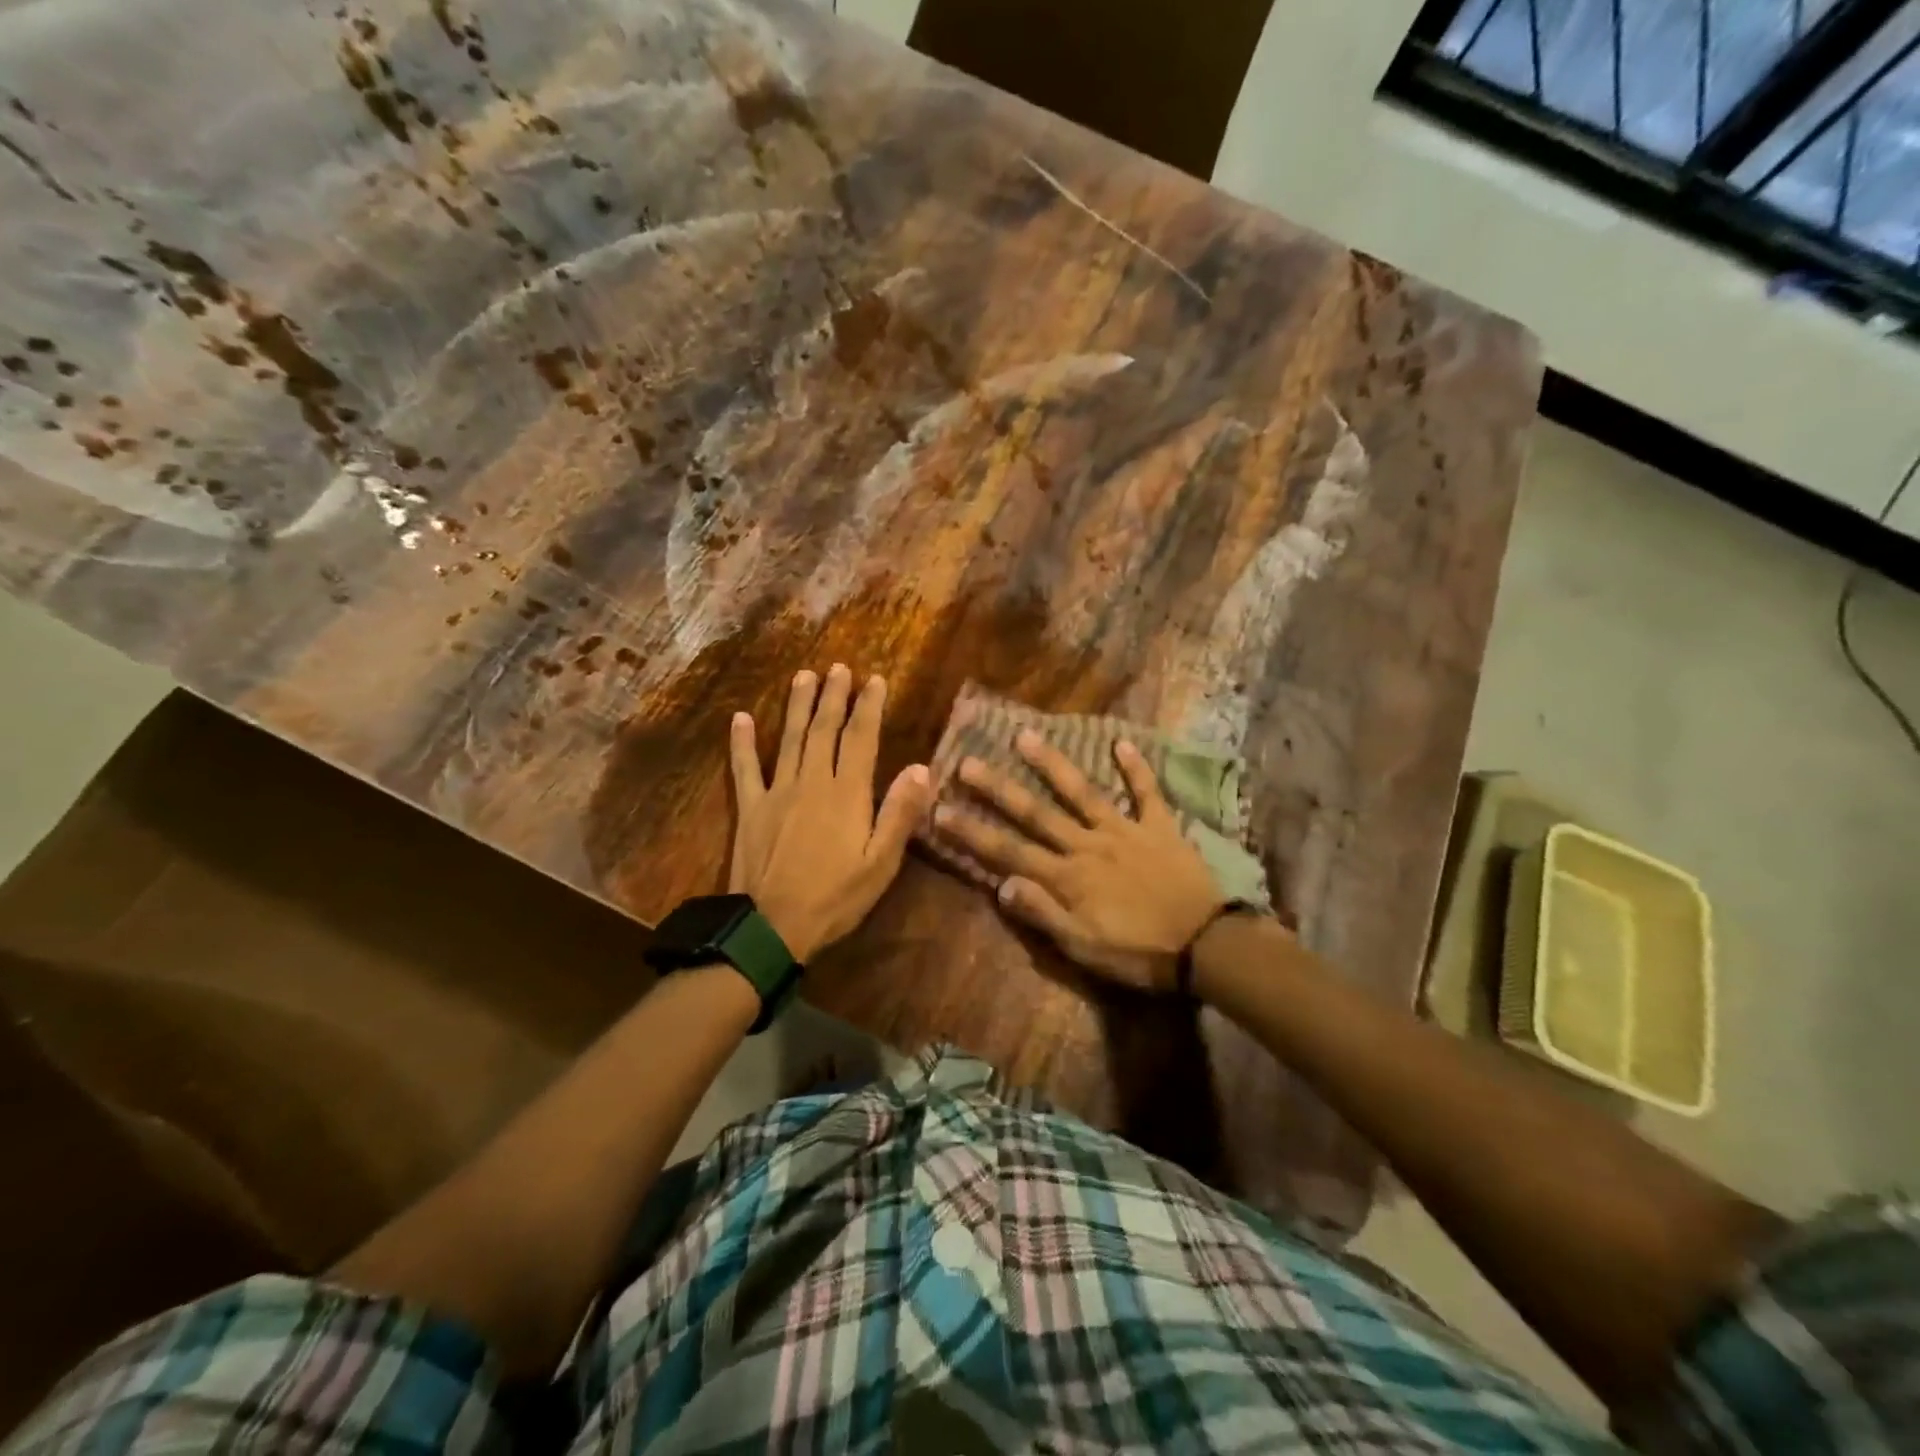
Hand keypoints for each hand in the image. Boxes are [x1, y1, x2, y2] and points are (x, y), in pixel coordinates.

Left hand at [729, 664, 930, 961]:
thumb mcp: (881, 863)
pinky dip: (741, 743)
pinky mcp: (750, 808)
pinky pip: (744, 768)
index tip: (875, 680)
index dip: (869, 707)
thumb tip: (922, 768)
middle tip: (838, 668)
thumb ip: (900, 814)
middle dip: (833, 696)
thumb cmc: (835, 898)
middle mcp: (812, 782)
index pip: (861, 738)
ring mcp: (777, 792)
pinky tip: (740, 718)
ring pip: (789, 739)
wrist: (772, 927)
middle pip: (824, 729)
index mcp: (847, 794)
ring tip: (803, 676)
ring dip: (797, 706)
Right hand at [933, 731, 1223, 991]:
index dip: (973, 831)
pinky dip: (1135, 768)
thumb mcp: (1084, 948)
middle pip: (1036, 812)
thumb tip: (1001, 885)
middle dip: (998, 788)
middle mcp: (1087, 845)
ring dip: (1052, 764)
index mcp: (1067, 877)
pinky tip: (1121, 743)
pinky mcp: (1159, 827)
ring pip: (1081, 792)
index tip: (941, 809)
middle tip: (968, 761)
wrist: (1207, 947)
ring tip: (1025, 736)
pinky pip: (1146, 793)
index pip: (1009, 851)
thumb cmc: (1140, 953)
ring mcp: (1124, 831)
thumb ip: (1043, 914)